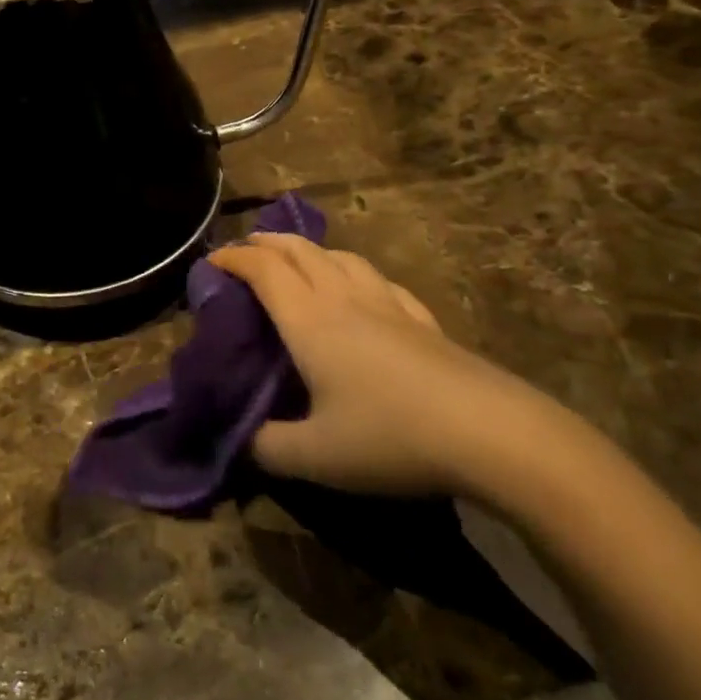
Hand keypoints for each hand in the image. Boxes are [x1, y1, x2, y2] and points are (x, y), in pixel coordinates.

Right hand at [209, 234, 578, 499]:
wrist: (489, 432)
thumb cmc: (390, 436)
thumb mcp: (315, 456)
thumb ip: (267, 446)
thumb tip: (244, 440)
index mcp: (310, 320)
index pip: (263, 270)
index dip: (233, 257)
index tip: (211, 261)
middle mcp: (345, 298)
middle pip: (299, 250)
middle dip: (267, 243)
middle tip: (246, 250)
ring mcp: (388, 304)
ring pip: (341, 257)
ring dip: (309, 250)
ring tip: (298, 260)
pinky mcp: (423, 319)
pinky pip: (379, 280)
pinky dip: (354, 272)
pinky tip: (363, 289)